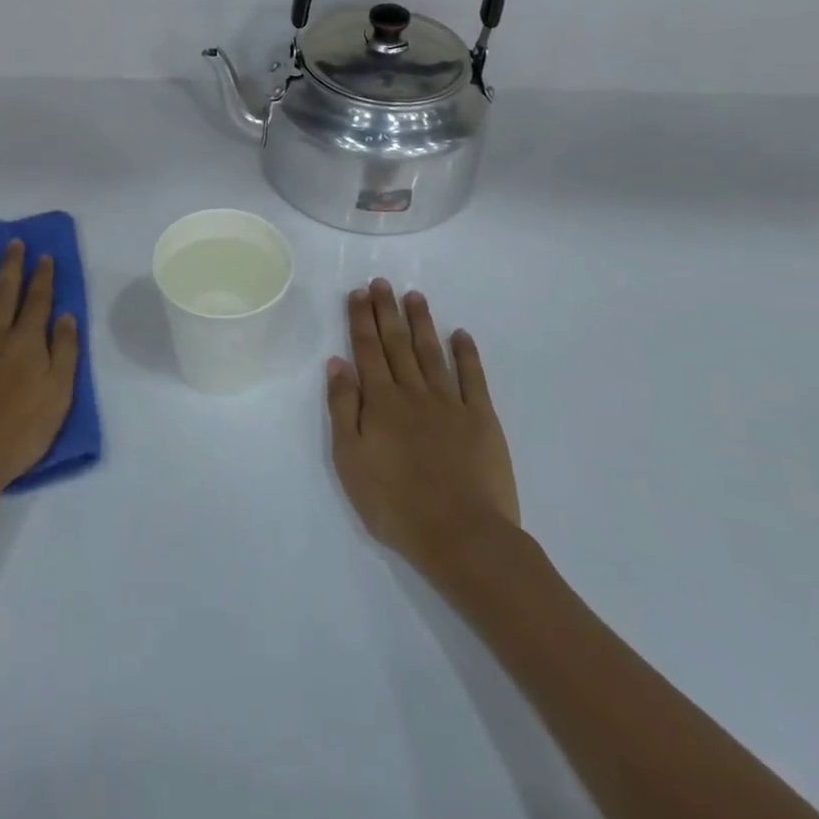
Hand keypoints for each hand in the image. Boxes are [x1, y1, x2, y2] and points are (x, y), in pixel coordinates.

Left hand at [0, 241, 78, 501]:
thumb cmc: (20, 431)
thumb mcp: (59, 396)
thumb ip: (64, 353)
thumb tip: (66, 317)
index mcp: (28, 342)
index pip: (38, 300)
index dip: (42, 277)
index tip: (44, 257)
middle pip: (5, 291)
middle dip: (11, 265)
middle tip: (12, 243)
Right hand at [326, 279, 520, 578]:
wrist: (462, 536)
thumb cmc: (396, 504)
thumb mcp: (350, 460)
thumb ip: (343, 408)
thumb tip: (337, 363)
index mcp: (380, 401)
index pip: (367, 350)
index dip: (361, 320)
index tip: (358, 293)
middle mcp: (413, 392)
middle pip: (397, 344)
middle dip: (387, 311)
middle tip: (382, 282)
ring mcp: (450, 403)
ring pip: (431, 352)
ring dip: (421, 323)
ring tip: (414, 296)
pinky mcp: (481, 419)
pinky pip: (473, 378)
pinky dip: (466, 354)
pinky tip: (460, 334)